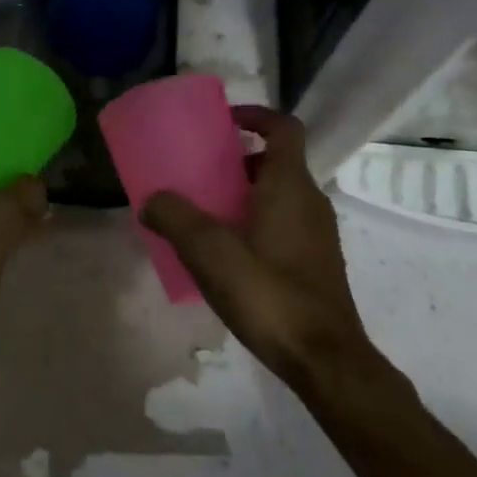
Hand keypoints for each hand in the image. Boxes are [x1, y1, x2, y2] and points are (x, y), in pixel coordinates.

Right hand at [142, 106, 377, 391]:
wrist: (326, 361)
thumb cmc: (269, 294)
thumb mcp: (210, 252)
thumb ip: (175, 218)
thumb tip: (151, 200)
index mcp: (290, 186)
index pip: (284, 127)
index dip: (256, 115)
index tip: (224, 122)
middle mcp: (310, 202)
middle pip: (278, 161)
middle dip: (240, 159)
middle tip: (203, 172)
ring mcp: (318, 235)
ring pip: (281, 195)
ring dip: (247, 193)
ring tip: (208, 214)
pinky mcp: (317, 264)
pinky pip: (285, 224)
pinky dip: (258, 222)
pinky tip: (229, 255)